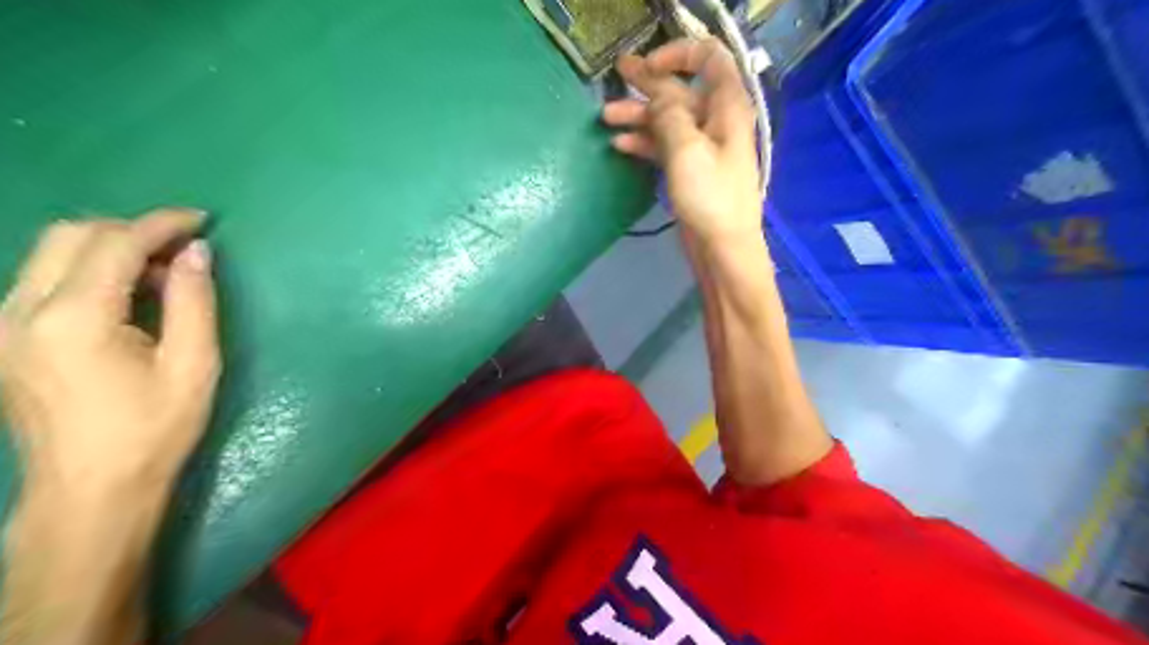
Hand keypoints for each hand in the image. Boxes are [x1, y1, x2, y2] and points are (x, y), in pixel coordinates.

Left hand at [1, 209, 221, 490]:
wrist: (91, 489)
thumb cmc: (154, 429)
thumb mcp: (193, 364)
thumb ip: (193, 300)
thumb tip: (196, 251)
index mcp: (72, 319)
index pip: (114, 243)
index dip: (161, 224)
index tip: (202, 220)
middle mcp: (19, 311)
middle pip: (70, 235)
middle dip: (132, 230)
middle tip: (182, 251)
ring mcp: (0, 326)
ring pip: (50, 253)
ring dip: (110, 249)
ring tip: (160, 275)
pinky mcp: (0, 339)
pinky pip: (42, 280)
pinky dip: (89, 271)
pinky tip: (125, 297)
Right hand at [601, 37, 760, 243]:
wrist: (723, 248)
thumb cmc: (710, 197)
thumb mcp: (687, 150)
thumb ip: (669, 115)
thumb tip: (658, 96)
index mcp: (726, 107)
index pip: (709, 59)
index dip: (678, 54)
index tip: (646, 65)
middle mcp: (716, 121)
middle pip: (681, 91)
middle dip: (648, 83)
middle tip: (614, 75)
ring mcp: (702, 147)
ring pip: (668, 120)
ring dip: (639, 116)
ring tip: (605, 118)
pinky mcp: (689, 170)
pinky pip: (665, 146)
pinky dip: (644, 142)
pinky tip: (620, 144)